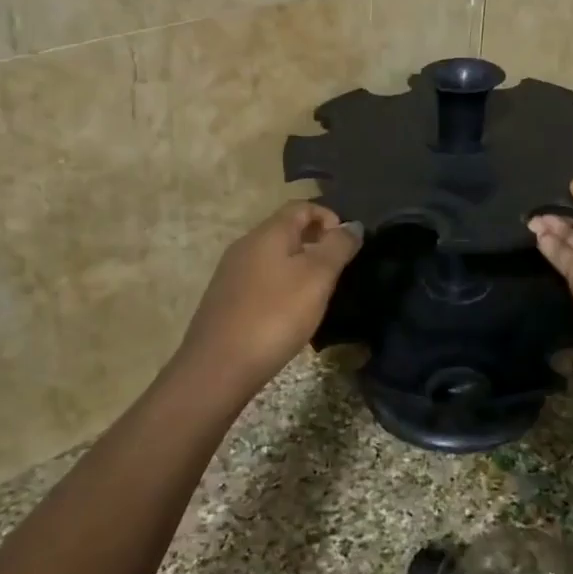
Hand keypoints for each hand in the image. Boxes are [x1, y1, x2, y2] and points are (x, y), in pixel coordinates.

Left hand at [175, 202, 361, 392]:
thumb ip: (338, 246)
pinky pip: (262, 280)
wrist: (219, 367)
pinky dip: (282, 286)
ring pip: (274, 257)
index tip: (348, 244)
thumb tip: (353, 225)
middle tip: (338, 270)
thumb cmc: (275, 315)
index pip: (301, 206)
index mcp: (267, 233)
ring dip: (300, 266)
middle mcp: (245, 245)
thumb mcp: (317, 277)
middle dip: (316, 242)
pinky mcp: (226, 300)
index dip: (329, 216)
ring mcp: (232, 273)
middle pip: (286, 230)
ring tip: (319, 293)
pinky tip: (291, 313)